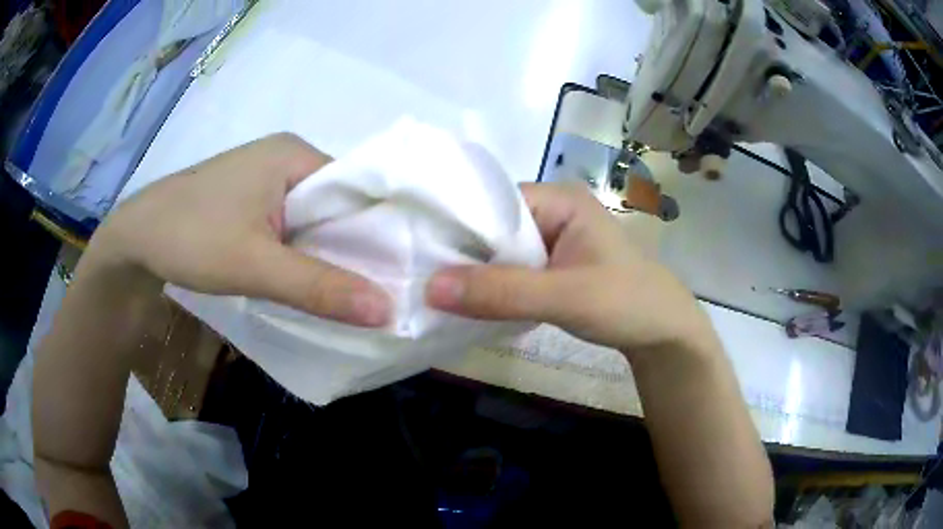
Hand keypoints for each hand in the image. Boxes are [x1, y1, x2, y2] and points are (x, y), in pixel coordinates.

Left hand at [89, 133, 390, 326]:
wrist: (135, 240)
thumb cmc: (190, 237)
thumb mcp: (255, 265)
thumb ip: (319, 287)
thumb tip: (388, 311)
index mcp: (295, 154)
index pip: (359, 188)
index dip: (382, 229)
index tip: (403, 271)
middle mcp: (286, 159)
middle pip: (338, 204)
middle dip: (355, 246)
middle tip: (383, 290)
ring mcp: (266, 179)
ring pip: (314, 219)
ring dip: (328, 253)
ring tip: (354, 291)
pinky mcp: (251, 201)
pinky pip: (293, 226)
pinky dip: (304, 253)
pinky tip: (311, 279)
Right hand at [426, 183, 710, 352]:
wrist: (665, 333)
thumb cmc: (627, 303)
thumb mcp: (566, 297)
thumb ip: (502, 292)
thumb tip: (430, 288)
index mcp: (558, 199)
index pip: (491, 202)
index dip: (455, 227)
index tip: (415, 254)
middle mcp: (552, 211)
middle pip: (492, 227)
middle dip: (461, 254)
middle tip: (417, 277)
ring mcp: (552, 239)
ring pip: (500, 252)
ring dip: (475, 273)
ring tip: (432, 291)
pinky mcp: (553, 266)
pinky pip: (512, 270)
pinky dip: (493, 286)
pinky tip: (468, 302)